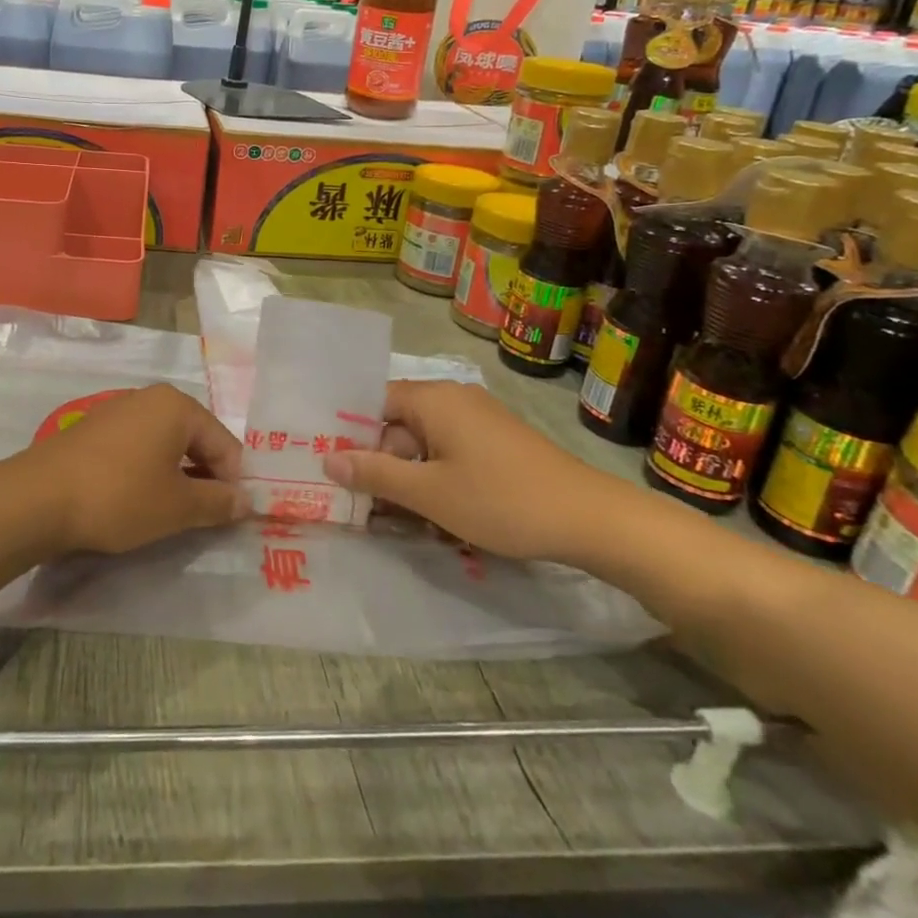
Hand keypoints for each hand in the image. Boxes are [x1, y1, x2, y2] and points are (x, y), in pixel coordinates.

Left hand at [18, 384, 248, 554]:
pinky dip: (149, 472)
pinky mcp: (95, 429)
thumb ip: (218, 502)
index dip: (234, 483)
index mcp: (177, 406)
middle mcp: (150, 398)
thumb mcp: (177, 507)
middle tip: (206, 519)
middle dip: (206, 478)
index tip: (232, 518)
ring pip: (166, 445)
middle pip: (196, 439)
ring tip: (173, 514)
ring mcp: (119, 410)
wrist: (38, 498)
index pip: (225, 444)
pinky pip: (138, 447)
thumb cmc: (119, 497)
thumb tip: (247, 501)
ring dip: (177, 477)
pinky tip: (139, 500)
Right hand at [322, 380, 618, 562]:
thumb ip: (375, 474)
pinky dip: (434, 476)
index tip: (330, 465)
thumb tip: (327, 460)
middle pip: (397, 423)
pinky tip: (434, 512)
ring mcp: (478, 419)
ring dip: (407, 475)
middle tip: (361, 504)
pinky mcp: (496, 440)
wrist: (591, 519)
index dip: (350, 433)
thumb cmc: (501, 501)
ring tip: (394, 516)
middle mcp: (453, 398)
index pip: (373, 402)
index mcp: (432, 398)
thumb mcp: (429, 493)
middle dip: (379, 462)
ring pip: (423, 442)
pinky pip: (449, 450)